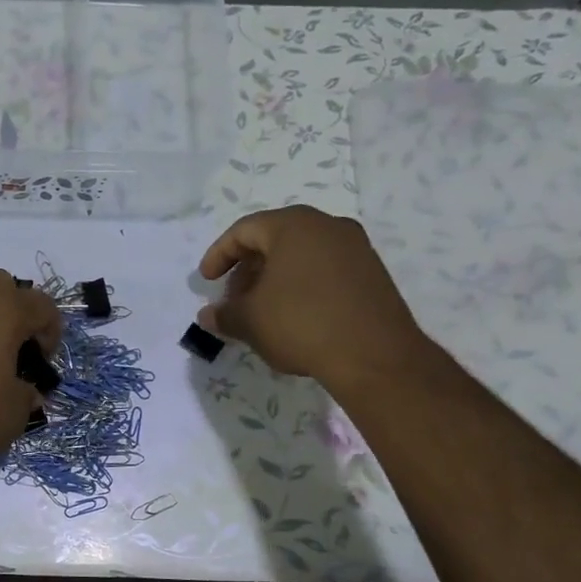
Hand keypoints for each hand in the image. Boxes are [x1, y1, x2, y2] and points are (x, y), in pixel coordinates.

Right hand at [197, 206, 429, 394]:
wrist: (374, 355)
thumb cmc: (301, 324)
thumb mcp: (249, 321)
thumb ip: (223, 314)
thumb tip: (207, 315)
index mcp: (293, 226)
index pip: (244, 230)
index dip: (219, 255)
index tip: (206, 281)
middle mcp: (328, 226)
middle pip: (274, 239)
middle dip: (247, 268)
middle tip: (234, 299)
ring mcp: (355, 248)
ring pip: (301, 255)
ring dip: (274, 278)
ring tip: (261, 310)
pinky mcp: (372, 273)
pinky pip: (325, 270)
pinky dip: (301, 285)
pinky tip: (293, 316)